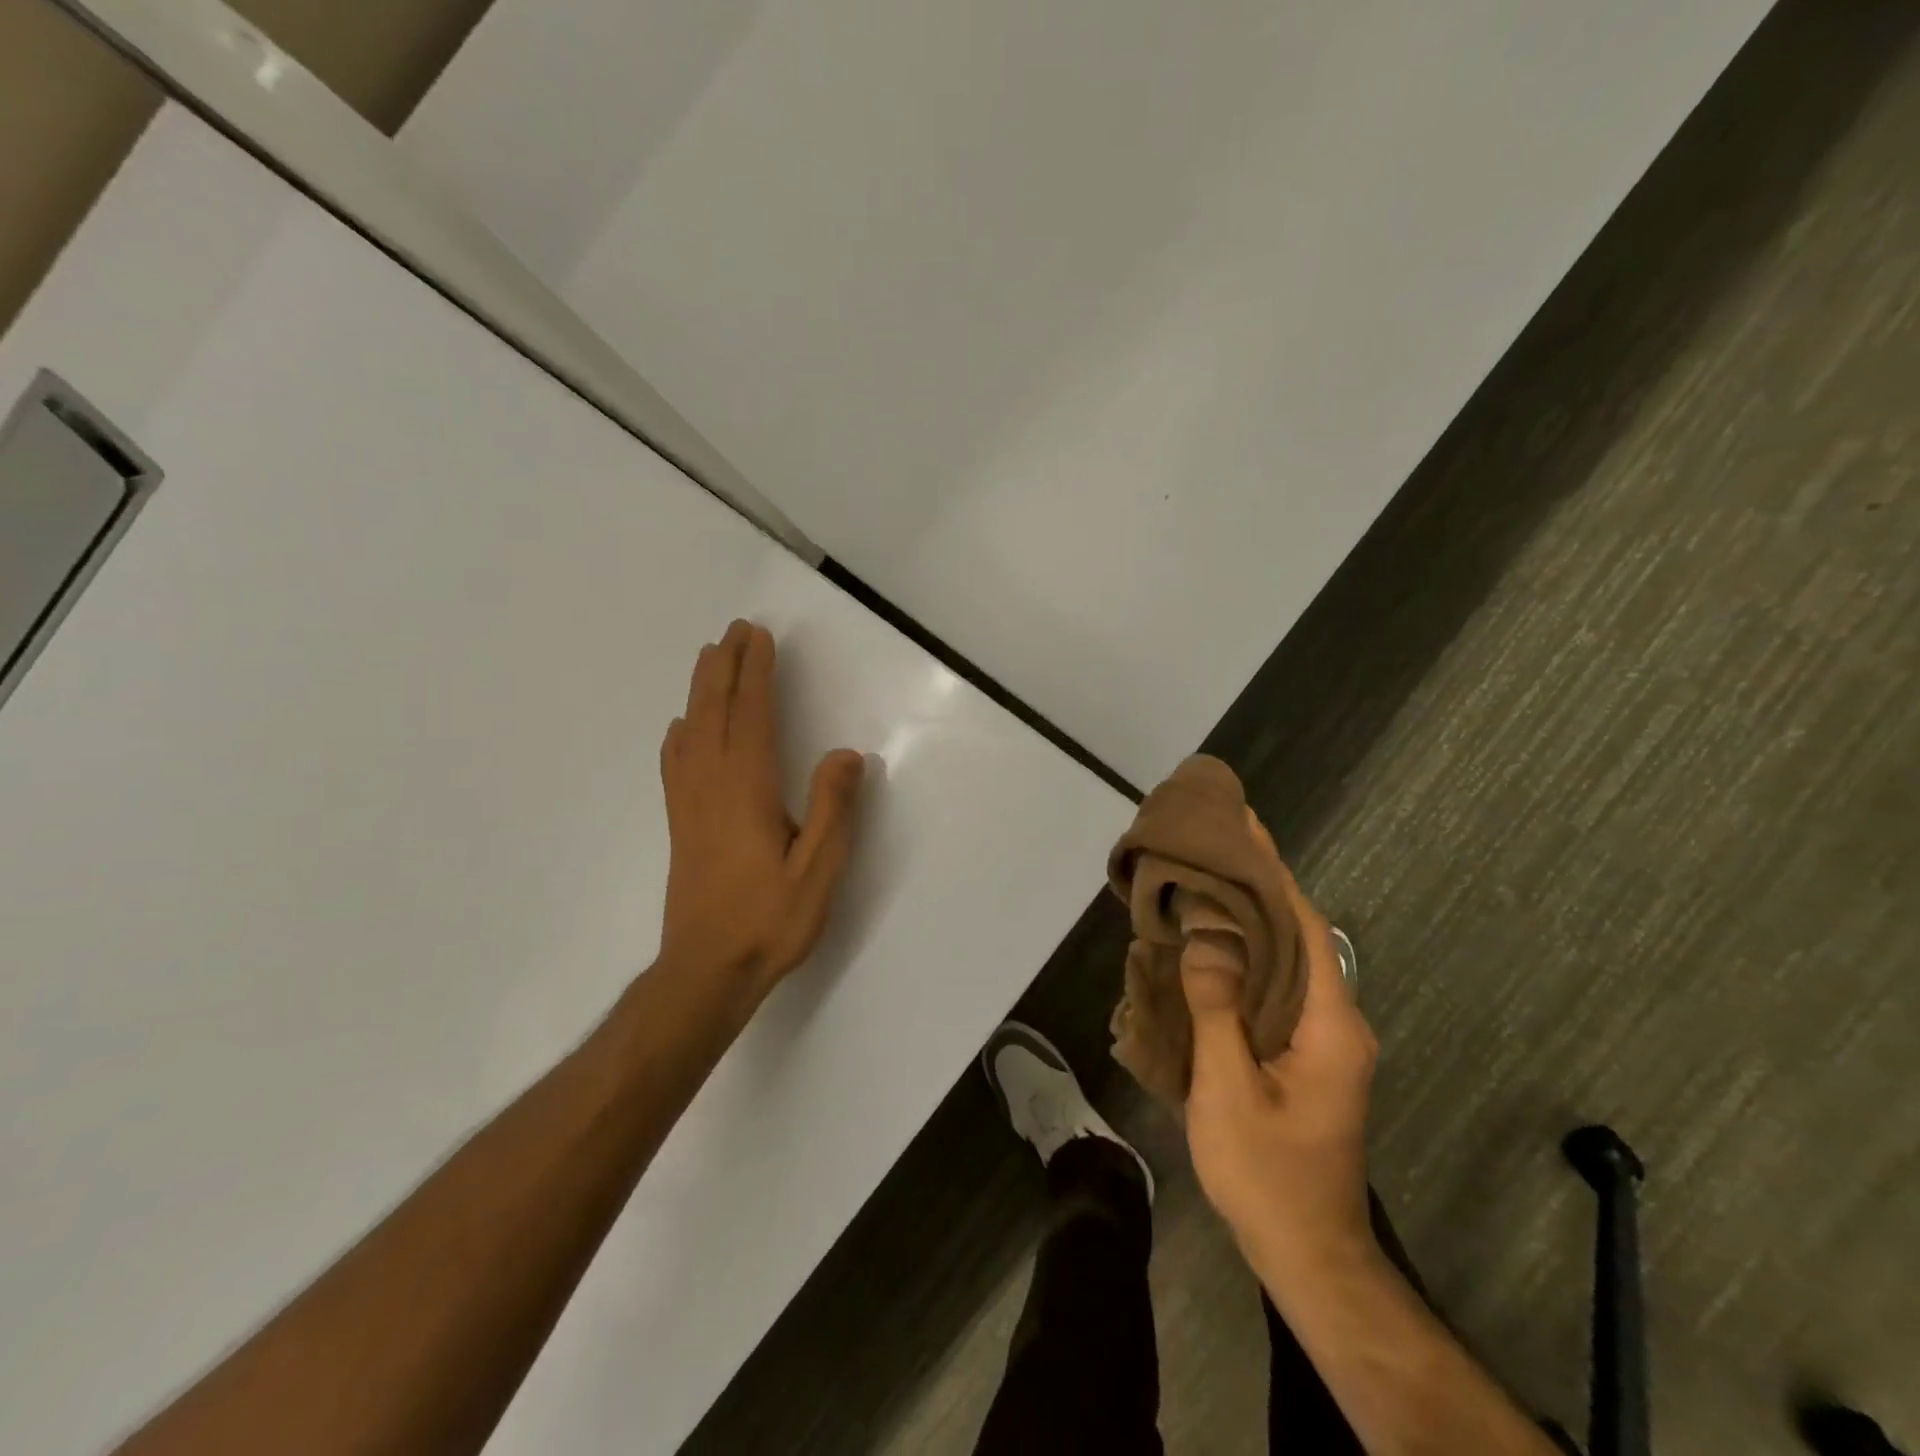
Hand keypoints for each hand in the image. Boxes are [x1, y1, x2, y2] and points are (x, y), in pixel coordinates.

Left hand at [657, 621, 864, 1006]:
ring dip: (700, 689)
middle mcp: (712, 785)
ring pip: (691, 730)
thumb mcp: (818, 870)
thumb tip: (847, 754)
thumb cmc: (769, 921)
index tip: (759, 637)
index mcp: (747, 789)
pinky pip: (676, 762)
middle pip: (713, 711)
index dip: (755, 673)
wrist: (706, 972)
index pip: (751, 715)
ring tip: (709, 659)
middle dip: (723, 666)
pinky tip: (682, 728)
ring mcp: (690, 804)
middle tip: (733, 630)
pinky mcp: (681, 825)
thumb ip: (834, 808)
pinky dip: (681, 732)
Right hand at [1183, 815, 1377, 1283]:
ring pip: (1284, 961)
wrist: (1308, 1255)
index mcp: (1330, 1023)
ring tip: (1202, 882)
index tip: (1246, 826)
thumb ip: (1217, 1008)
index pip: (1305, 926)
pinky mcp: (1302, 1055)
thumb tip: (1206, 935)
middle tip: (1213, 846)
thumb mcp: (1230, 1089)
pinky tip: (1207, 947)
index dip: (1275, 873)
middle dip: (1257, 886)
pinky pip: (1273, 988)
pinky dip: (1242, 958)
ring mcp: (1320, 1040)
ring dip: (1247, 920)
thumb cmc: (1268, 1173)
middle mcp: (1334, 1021)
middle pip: (1297, 935)